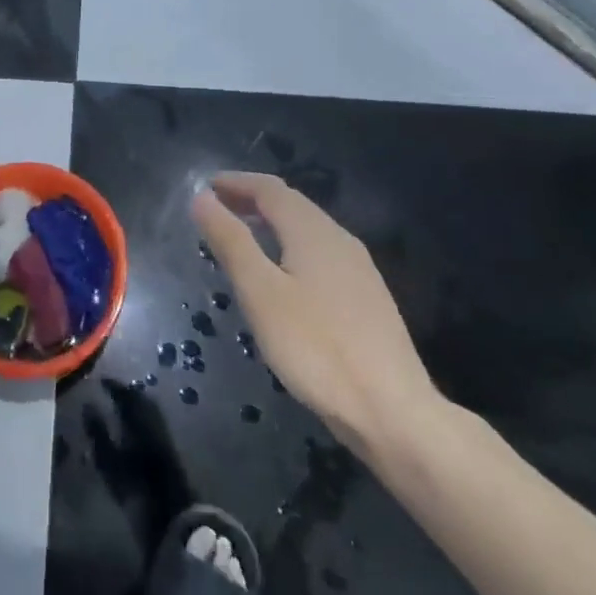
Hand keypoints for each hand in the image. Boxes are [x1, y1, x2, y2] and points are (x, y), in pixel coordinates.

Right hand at [193, 172, 443, 459]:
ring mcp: (359, 270)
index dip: (236, 182)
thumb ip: (231, 241)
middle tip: (217, 208)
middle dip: (252, 200)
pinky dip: (290, 247)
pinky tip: (281, 276)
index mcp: (313, 231)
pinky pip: (319, 254)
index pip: (270, 189)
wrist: (393, 412)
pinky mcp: (367, 299)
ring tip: (242, 238)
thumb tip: (202, 198)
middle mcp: (339, 239)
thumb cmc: (316, 347)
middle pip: (292, 205)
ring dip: (271, 224)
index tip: (206, 186)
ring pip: (307, 230)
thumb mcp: (261, 292)